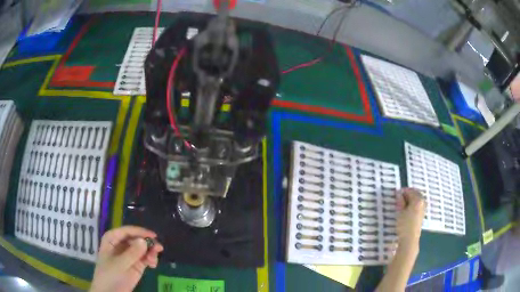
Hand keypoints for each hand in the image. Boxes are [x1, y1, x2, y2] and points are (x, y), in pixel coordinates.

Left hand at [89, 226, 163, 291]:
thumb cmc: (110, 275)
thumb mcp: (120, 264)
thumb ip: (132, 253)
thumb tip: (144, 241)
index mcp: (112, 239)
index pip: (127, 231)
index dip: (140, 232)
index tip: (153, 235)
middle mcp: (121, 244)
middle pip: (136, 239)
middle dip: (147, 244)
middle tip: (158, 249)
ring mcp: (129, 255)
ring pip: (143, 248)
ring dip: (150, 252)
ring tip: (153, 261)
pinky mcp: (136, 264)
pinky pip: (145, 258)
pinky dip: (151, 259)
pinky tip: (153, 265)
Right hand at [395, 188, 424, 248]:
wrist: (410, 239)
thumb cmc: (404, 225)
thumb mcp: (400, 212)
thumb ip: (400, 201)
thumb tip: (399, 193)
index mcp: (417, 200)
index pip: (410, 191)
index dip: (403, 191)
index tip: (396, 194)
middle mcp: (422, 202)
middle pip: (415, 193)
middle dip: (408, 194)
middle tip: (399, 198)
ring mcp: (423, 208)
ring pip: (417, 199)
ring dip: (411, 199)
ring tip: (403, 204)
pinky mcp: (422, 214)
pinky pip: (418, 204)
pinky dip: (413, 204)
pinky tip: (407, 209)